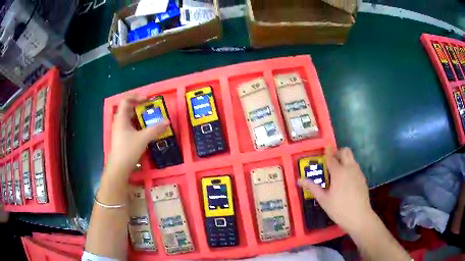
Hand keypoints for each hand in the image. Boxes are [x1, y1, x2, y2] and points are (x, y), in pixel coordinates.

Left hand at [106, 94, 167, 180]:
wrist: (119, 167)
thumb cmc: (128, 149)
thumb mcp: (144, 138)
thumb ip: (155, 129)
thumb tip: (167, 121)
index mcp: (121, 118)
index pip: (126, 100)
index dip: (136, 96)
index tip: (147, 100)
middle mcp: (118, 121)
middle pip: (127, 108)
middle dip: (138, 106)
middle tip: (149, 108)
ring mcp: (119, 130)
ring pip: (128, 117)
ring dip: (138, 115)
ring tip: (148, 118)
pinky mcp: (121, 137)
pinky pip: (128, 125)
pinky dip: (136, 124)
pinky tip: (143, 130)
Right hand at [298, 147, 373, 233]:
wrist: (359, 217)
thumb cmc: (339, 209)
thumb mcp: (323, 199)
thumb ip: (312, 187)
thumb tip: (299, 180)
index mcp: (339, 172)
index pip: (331, 157)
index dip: (327, 152)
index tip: (323, 150)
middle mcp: (350, 168)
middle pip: (345, 151)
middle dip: (338, 152)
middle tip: (331, 162)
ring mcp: (358, 172)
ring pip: (352, 159)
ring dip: (345, 160)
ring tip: (338, 173)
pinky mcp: (363, 178)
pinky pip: (356, 167)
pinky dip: (350, 168)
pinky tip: (346, 182)